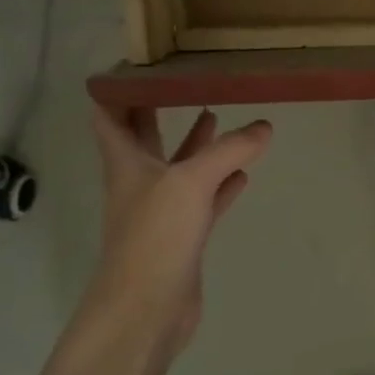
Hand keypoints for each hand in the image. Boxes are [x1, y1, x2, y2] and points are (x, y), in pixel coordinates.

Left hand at [80, 105, 271, 372]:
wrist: (146, 309)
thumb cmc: (155, 236)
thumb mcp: (191, 182)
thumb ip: (230, 150)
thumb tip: (265, 126)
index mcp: (127, 163)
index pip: (110, 116)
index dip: (117, 90)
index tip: (138, 65)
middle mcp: (140, 183)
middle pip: (145, 139)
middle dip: (158, 111)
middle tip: (183, 82)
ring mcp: (162, 212)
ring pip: (179, 168)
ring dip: (195, 144)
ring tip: (216, 115)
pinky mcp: (184, 237)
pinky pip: (205, 200)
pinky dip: (221, 184)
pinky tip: (243, 174)